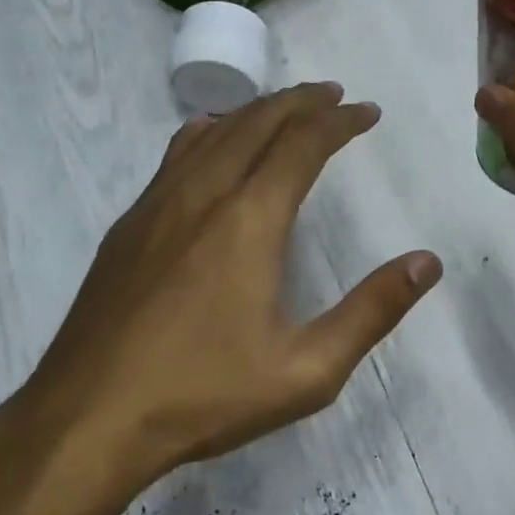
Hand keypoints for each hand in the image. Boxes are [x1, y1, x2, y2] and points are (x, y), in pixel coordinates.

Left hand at [16, 83, 441, 490]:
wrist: (88, 419)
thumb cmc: (204, 396)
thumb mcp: (307, 370)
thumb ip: (372, 312)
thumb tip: (426, 263)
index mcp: (250, 220)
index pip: (302, 144)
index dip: (339, 121)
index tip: (366, 112)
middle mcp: (203, 195)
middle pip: (257, 122)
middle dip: (300, 101)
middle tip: (333, 96)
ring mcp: (156, 206)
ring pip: (212, 132)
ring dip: (255, 111)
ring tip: (284, 109)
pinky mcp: (127, 226)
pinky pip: (176, 156)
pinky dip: (210, 133)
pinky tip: (211, 143)